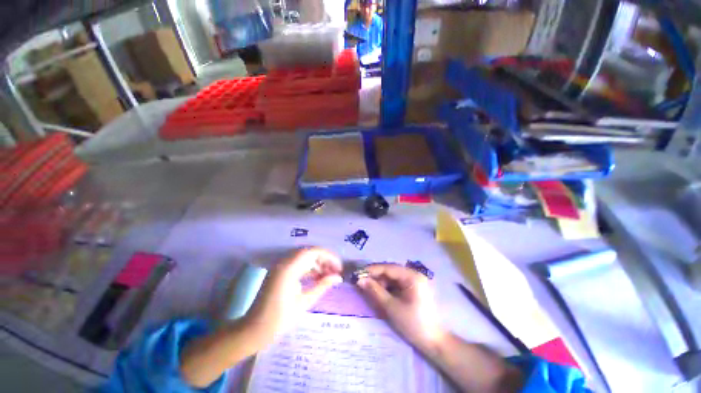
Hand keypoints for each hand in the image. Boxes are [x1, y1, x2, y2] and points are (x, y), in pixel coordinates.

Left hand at [245, 248, 342, 346]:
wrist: (254, 330)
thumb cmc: (279, 320)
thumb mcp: (304, 302)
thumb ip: (322, 286)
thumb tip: (338, 277)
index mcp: (289, 269)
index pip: (313, 252)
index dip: (329, 257)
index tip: (339, 267)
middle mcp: (285, 263)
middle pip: (309, 253)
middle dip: (324, 260)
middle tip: (336, 272)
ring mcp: (281, 266)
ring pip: (305, 258)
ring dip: (317, 264)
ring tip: (329, 276)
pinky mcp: (280, 272)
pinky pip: (299, 264)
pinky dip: (309, 268)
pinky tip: (318, 278)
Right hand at [357, 264, 445, 353]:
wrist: (435, 342)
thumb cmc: (413, 324)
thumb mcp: (392, 307)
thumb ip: (375, 291)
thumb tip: (359, 280)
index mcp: (412, 276)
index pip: (388, 267)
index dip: (372, 269)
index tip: (358, 273)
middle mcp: (414, 274)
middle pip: (391, 271)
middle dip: (376, 276)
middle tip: (361, 282)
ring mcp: (415, 281)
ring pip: (393, 277)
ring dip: (381, 282)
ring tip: (369, 289)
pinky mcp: (414, 288)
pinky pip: (397, 283)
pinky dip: (388, 287)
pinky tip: (380, 293)